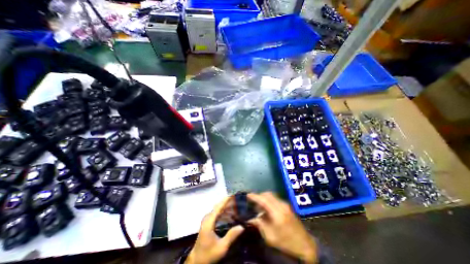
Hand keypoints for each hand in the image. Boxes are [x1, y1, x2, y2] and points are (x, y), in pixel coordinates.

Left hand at [186, 196, 245, 263]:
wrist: (196, 261)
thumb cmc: (208, 254)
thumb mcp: (221, 247)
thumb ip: (231, 235)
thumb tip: (242, 226)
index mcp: (209, 221)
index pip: (219, 207)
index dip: (226, 200)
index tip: (234, 194)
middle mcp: (208, 218)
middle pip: (219, 206)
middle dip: (228, 203)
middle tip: (238, 201)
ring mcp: (207, 220)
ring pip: (218, 210)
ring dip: (227, 208)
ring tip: (237, 207)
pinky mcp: (208, 222)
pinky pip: (217, 214)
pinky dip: (224, 212)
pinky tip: (231, 215)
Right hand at [248, 192, 317, 263]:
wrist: (305, 245)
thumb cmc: (286, 242)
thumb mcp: (270, 237)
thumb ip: (260, 225)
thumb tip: (251, 219)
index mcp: (277, 213)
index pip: (263, 200)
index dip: (255, 196)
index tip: (248, 195)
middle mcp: (282, 205)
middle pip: (268, 194)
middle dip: (259, 196)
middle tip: (253, 201)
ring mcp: (286, 204)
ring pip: (272, 195)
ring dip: (264, 198)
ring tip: (259, 206)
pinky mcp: (287, 206)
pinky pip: (276, 199)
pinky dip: (269, 200)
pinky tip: (267, 209)